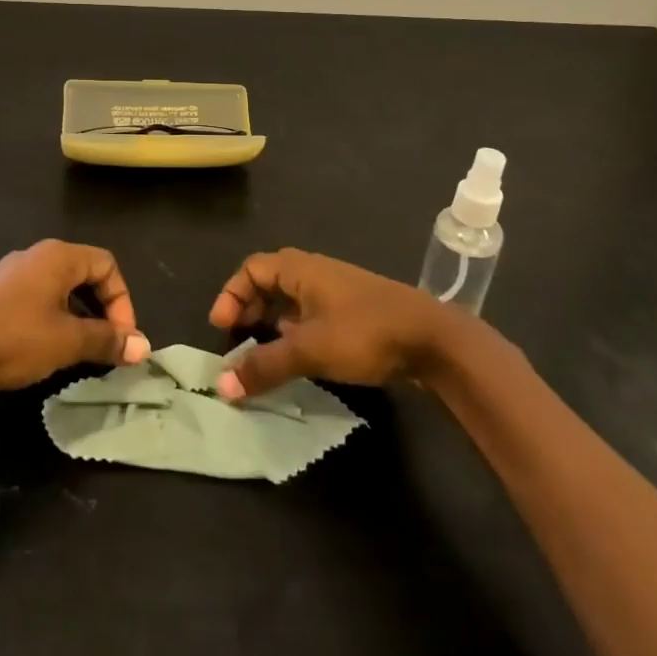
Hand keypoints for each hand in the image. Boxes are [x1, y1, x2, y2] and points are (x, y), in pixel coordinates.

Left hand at [0, 240, 150, 391]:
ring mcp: (10, 272)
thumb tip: (143, 347)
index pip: (107, 265)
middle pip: (84, 273)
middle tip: (106, 344)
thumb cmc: (15, 338)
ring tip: (79, 349)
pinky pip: (36, 297)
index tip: (121, 338)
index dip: (122, 301)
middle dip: (102, 309)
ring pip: (59, 287)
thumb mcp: (68, 342)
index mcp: (58, 256)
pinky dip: (53, 317)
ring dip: (78, 315)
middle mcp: (35, 255)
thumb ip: (107, 340)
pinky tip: (46, 346)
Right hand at [208, 249, 461, 398]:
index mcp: (300, 268)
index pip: (251, 269)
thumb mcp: (309, 350)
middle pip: (269, 282)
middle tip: (237, 339)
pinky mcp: (355, 313)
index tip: (222, 326)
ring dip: (272, 322)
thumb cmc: (365, 333)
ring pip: (292, 300)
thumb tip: (222, 387)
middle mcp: (315, 273)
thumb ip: (264, 366)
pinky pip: (311, 314)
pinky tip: (299, 356)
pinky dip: (295, 331)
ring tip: (263, 351)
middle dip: (249, 308)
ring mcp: (337, 292)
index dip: (231, 294)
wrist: (435, 340)